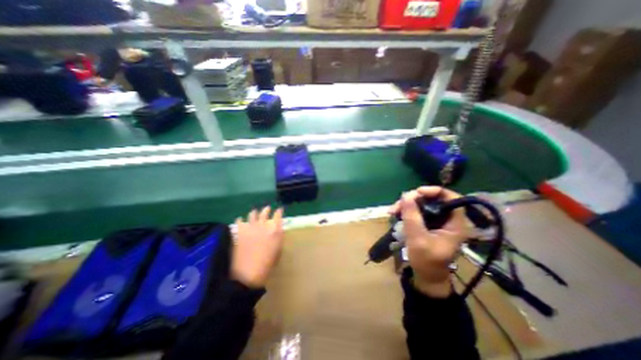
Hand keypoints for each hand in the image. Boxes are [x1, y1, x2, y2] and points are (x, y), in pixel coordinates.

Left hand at [233, 207, 281, 287]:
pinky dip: (240, 220)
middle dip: (267, 209)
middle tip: (267, 208)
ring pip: (252, 213)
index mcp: (275, 230)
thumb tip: (278, 230)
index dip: (279, 211)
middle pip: (265, 212)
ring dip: (254, 212)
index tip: (279, 210)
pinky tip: (240, 220)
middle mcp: (264, 226)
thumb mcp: (278, 251)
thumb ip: (278, 238)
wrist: (247, 274)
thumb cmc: (267, 265)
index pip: (278, 215)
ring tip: (254, 212)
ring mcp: (251, 227)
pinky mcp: (240, 231)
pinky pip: (239, 221)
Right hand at [388, 186, 469, 295]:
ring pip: (422, 204)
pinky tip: (395, 214)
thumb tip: (405, 195)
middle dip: (413, 199)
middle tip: (397, 205)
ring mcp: (437, 221)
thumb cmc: (426, 261)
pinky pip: (417, 211)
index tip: (416, 192)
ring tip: (392, 211)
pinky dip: (406, 211)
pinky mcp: (428, 224)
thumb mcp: (418, 238)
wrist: (426, 277)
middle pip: (432, 199)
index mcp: (455, 223)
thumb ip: (412, 216)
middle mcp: (448, 219)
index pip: (451, 198)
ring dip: (406, 205)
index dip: (434, 191)